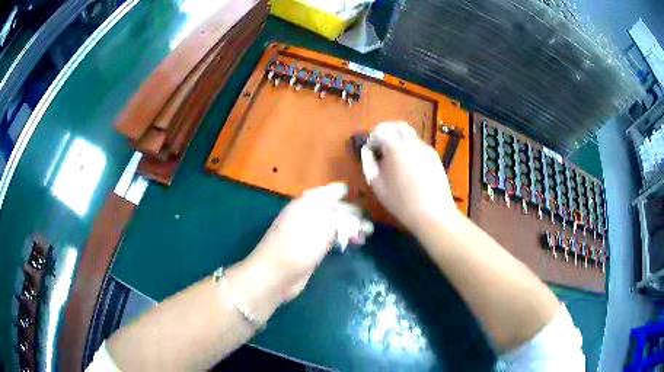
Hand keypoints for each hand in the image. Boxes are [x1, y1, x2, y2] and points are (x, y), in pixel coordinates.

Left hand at [232, 183, 371, 316]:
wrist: (275, 276)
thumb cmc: (298, 246)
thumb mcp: (322, 226)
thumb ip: (340, 217)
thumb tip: (352, 214)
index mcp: (307, 203)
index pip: (330, 191)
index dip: (347, 193)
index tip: (365, 198)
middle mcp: (307, 214)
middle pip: (334, 208)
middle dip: (353, 214)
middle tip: (369, 224)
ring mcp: (308, 233)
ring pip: (333, 225)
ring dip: (350, 228)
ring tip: (366, 236)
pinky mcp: (310, 249)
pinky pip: (330, 239)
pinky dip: (342, 239)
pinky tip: (353, 244)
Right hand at [361, 122, 460, 234]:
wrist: (433, 213)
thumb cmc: (401, 202)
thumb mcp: (377, 186)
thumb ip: (369, 164)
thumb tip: (366, 151)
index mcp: (396, 148)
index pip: (382, 129)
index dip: (373, 137)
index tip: (371, 150)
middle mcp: (412, 143)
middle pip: (398, 125)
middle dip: (387, 132)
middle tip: (381, 147)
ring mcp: (426, 148)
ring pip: (410, 134)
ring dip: (399, 139)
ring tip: (395, 159)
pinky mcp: (435, 156)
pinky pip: (419, 145)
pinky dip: (410, 148)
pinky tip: (410, 167)